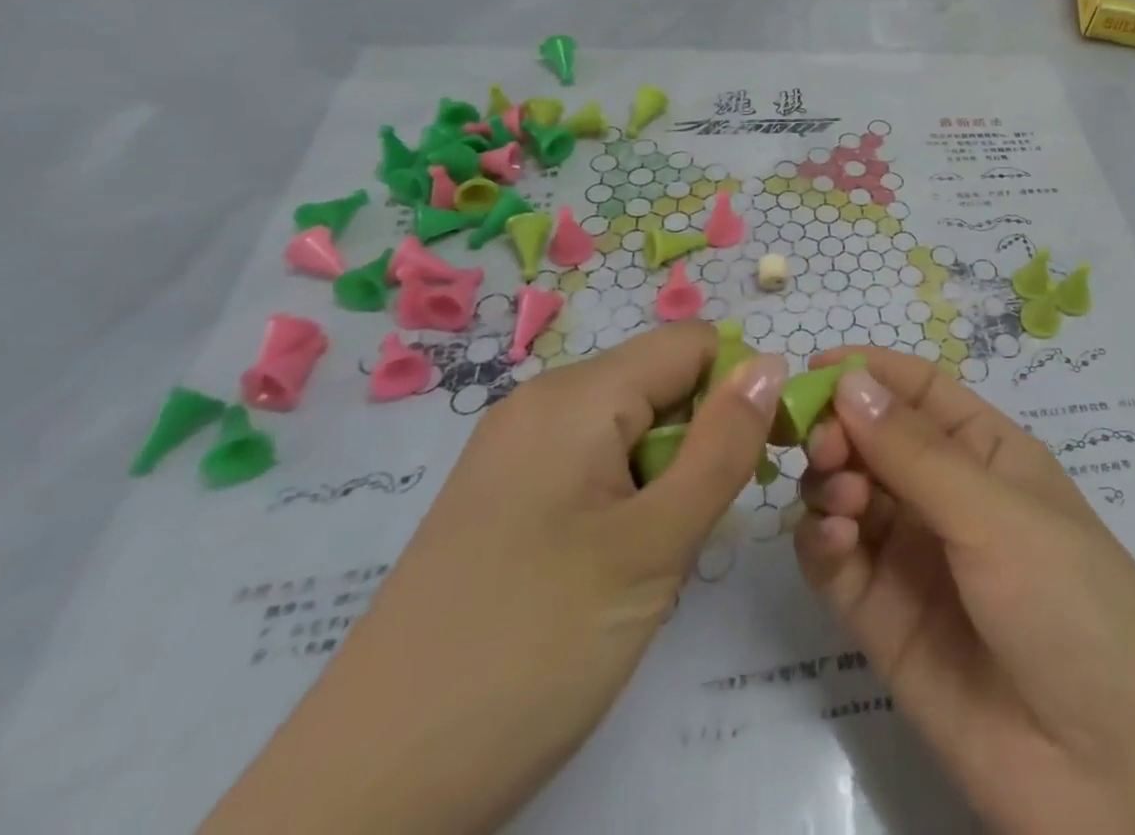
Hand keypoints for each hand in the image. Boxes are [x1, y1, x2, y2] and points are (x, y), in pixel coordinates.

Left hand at [202, 323, 785, 834]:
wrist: (363, 798)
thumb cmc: (531, 649)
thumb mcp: (654, 544)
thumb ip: (724, 445)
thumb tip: (771, 363)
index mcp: (576, 395)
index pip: (694, 344)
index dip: (743, 387)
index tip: (769, 455)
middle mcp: (542, 404)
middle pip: (662, 383)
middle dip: (704, 436)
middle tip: (703, 523)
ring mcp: (515, 454)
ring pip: (632, 428)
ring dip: (668, 475)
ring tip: (657, 554)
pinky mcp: (503, 501)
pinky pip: (594, 465)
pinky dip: (628, 498)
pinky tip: (614, 567)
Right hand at [796, 348, 1134, 834]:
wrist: (1111, 774)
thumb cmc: (1069, 602)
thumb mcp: (997, 513)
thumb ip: (915, 453)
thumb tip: (849, 380)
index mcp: (988, 453)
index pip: (921, 392)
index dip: (870, 373)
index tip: (812, 367)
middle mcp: (948, 496)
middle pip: (876, 440)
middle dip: (842, 430)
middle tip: (821, 444)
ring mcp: (914, 559)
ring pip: (850, 496)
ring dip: (831, 483)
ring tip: (843, 501)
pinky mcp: (884, 622)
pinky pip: (838, 563)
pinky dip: (822, 542)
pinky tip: (832, 540)